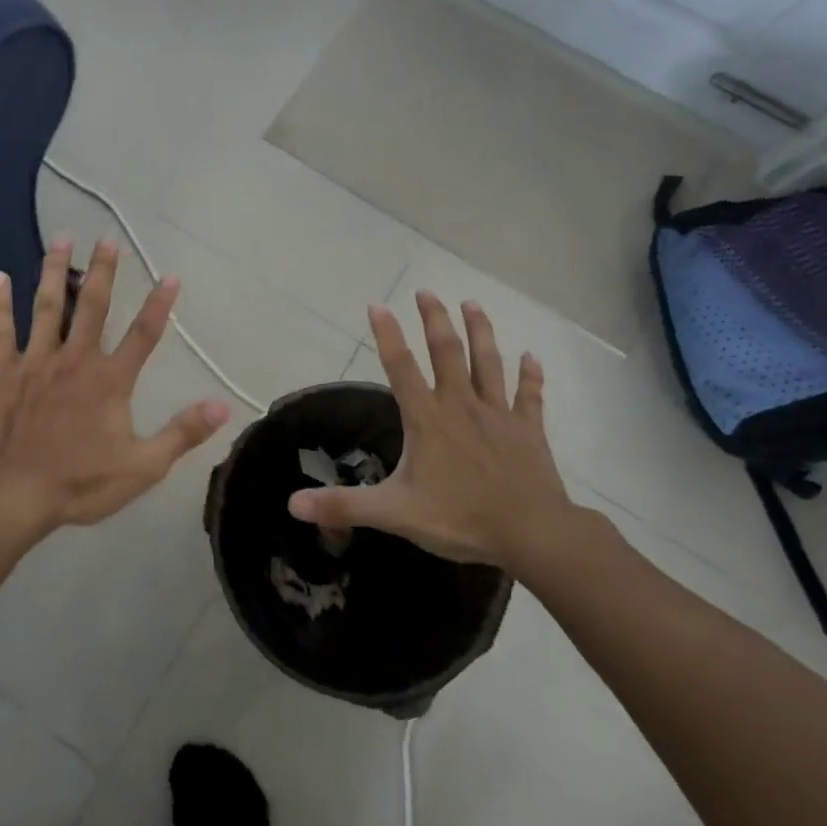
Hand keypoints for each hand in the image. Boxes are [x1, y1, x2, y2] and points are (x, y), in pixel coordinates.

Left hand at [0, 237, 230, 533]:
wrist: (14, 494)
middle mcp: (76, 359)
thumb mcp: (143, 466)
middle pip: (93, 305)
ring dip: (54, 271)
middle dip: (102, 270)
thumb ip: (182, 433)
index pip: (143, 334)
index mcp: (110, 380)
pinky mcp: (3, 371)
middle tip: (106, 238)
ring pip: (48, 306)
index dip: (159, 304)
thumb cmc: (80, 482)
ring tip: (61, 239)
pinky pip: (1, 330)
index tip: (171, 274)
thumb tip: (222, 406)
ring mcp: (37, 361)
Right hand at [287, 292, 588, 571]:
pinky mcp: (528, 430)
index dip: (387, 335)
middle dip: (435, 319)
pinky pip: (529, 395)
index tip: (377, 305)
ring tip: (471, 303)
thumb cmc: (460, 519)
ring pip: (488, 362)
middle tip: (426, 292)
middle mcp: (461, 406)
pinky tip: (532, 356)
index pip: (401, 368)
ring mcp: (498, 414)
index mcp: (428, 420)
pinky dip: (531, 375)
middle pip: (447, 352)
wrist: (532, 534)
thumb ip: (344, 505)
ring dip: (480, 331)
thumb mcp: (394, 514)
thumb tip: (294, 504)